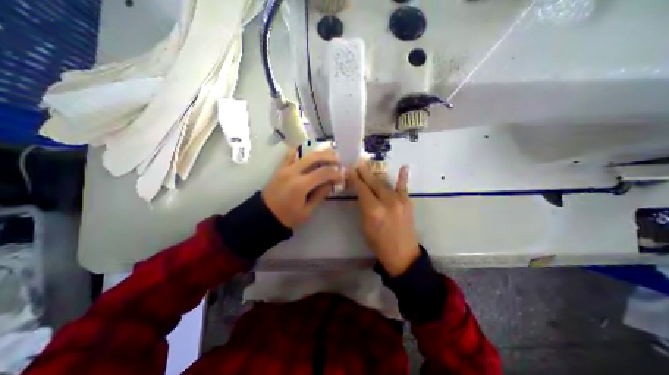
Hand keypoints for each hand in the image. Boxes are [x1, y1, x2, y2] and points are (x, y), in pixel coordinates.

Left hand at [263, 148, 341, 226]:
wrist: (264, 215)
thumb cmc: (287, 217)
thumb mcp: (307, 211)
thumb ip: (320, 194)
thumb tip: (331, 183)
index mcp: (300, 185)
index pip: (323, 173)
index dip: (335, 173)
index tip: (341, 176)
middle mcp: (293, 172)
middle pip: (314, 157)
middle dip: (329, 156)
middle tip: (339, 159)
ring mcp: (285, 168)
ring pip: (304, 153)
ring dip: (318, 151)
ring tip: (329, 153)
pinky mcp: (280, 167)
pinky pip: (291, 154)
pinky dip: (301, 150)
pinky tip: (309, 150)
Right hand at [351, 162, 416, 274]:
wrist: (402, 255)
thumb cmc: (378, 243)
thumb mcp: (365, 226)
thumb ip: (363, 207)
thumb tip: (360, 193)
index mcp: (373, 210)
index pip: (362, 189)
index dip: (355, 179)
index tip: (350, 170)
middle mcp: (386, 202)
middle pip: (373, 183)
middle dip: (364, 172)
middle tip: (357, 163)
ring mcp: (399, 201)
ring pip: (385, 184)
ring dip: (375, 174)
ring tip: (368, 165)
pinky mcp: (407, 203)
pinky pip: (403, 188)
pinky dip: (402, 177)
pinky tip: (404, 167)